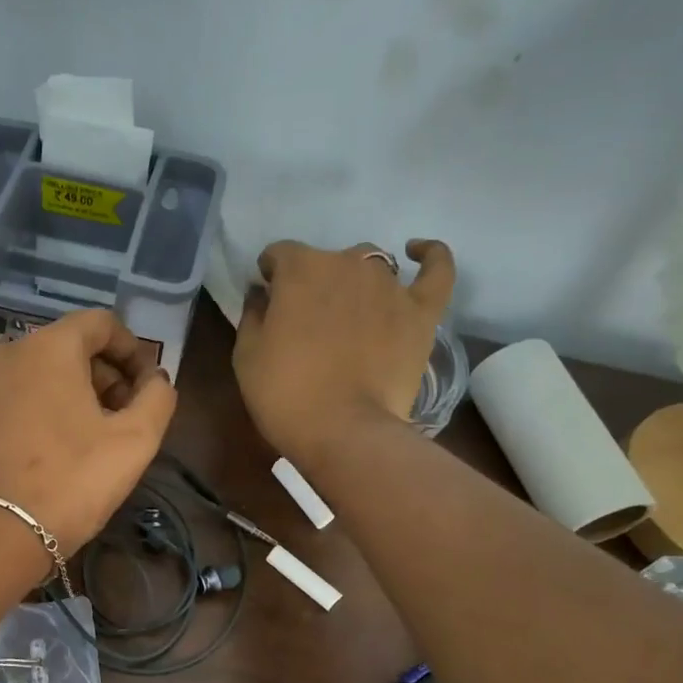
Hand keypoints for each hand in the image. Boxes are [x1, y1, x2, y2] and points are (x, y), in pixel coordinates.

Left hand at [0, 310, 176, 558]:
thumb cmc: (73, 481)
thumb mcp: (136, 440)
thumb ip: (158, 396)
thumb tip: (155, 379)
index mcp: (50, 347)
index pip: (101, 323)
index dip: (132, 350)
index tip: (145, 388)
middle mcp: (6, 355)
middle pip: (66, 348)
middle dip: (101, 375)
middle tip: (120, 417)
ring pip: (33, 377)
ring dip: (65, 395)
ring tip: (82, 439)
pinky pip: (5, 405)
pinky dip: (29, 416)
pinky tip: (40, 455)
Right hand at [233, 239, 455, 463]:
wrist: (343, 430)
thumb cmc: (284, 394)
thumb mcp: (246, 356)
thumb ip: (252, 315)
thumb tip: (262, 294)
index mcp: (300, 270)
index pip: (280, 255)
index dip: (271, 275)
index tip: (269, 299)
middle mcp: (347, 264)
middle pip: (326, 260)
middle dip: (313, 282)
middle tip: (307, 320)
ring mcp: (389, 285)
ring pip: (372, 265)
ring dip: (356, 280)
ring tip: (350, 311)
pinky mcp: (422, 311)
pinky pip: (436, 270)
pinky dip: (430, 256)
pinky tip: (419, 252)